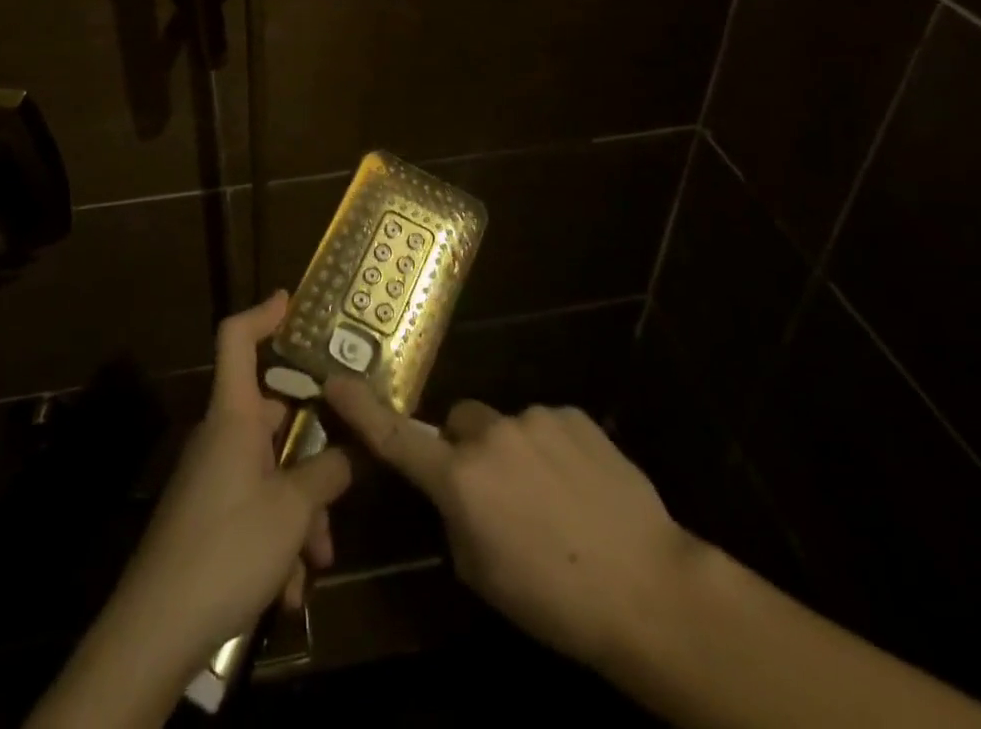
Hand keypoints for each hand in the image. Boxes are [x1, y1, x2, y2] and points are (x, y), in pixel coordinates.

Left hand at [109, 291, 351, 664]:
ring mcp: (211, 480)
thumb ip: (327, 474)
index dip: (263, 313)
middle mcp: (220, 438)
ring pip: (269, 474)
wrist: (155, 631)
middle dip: (312, 452)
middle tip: (344, 473)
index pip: (236, 340)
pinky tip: (288, 592)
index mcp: (233, 416)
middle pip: (272, 418)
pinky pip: (252, 511)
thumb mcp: (294, 510)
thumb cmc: (228, 547)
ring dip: (299, 512)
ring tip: (317, 561)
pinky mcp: (206, 520)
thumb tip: (348, 454)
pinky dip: (276, 541)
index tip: (291, 301)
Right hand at [323, 378, 698, 673]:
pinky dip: (552, 450)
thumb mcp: (483, 574)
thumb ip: (456, 519)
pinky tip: (580, 488)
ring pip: (507, 428)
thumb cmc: (554, 599)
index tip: (334, 381)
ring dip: (515, 455)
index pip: (398, 439)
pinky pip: (546, 426)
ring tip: (553, 502)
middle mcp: (490, 435)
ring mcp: (534, 418)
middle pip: (461, 425)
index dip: (361, 411)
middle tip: (497, 496)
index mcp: (460, 480)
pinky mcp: (572, 414)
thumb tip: (457, 493)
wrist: (646, 586)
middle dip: (467, 450)